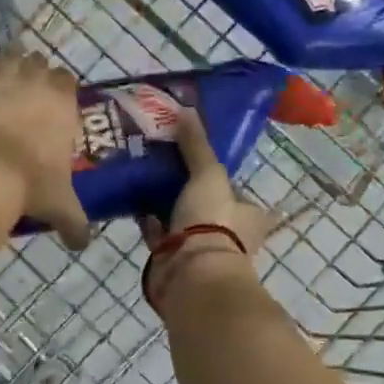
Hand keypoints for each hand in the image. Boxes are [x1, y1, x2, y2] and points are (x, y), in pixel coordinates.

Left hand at [0, 51, 89, 248]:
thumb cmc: (35, 184)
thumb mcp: (62, 206)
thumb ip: (75, 224)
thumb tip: (82, 245)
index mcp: (62, 105)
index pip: (67, 78)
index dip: (62, 84)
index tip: (59, 96)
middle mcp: (35, 86)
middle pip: (37, 62)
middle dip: (34, 69)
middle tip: (30, 86)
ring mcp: (2, 86)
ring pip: (7, 60)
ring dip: (6, 66)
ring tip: (4, 77)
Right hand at [139, 110, 287, 309]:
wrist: (192, 274)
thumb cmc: (213, 221)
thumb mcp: (208, 173)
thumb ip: (197, 144)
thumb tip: (186, 108)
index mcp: (250, 216)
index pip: (238, 192)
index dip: (222, 178)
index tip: (199, 162)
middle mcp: (231, 236)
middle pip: (209, 206)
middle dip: (189, 191)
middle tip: (164, 164)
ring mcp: (202, 251)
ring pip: (183, 221)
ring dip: (167, 206)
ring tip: (145, 177)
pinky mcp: (175, 262)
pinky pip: (160, 235)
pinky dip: (149, 221)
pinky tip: (133, 201)